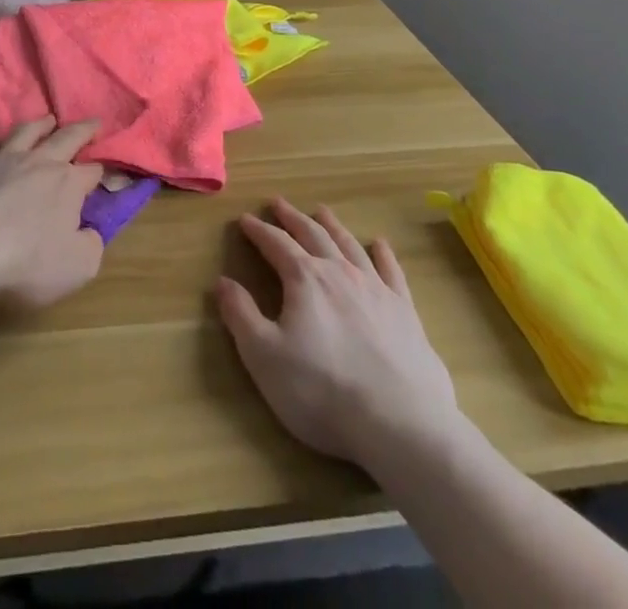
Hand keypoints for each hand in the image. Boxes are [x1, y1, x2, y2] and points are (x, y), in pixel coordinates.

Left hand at [0, 117, 104, 309]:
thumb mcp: (78, 266)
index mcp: (69, 184)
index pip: (92, 171)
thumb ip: (91, 246)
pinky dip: (0, 140)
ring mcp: (5, 159)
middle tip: (94, 122)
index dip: (102, 170)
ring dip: (42, 124)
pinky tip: (1, 141)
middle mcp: (41, 162)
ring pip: (28, 131)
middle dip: (84, 130)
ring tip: (49, 119)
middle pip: (67, 138)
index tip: (106, 169)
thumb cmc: (27, 260)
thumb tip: (90, 232)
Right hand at [217, 199, 457, 463]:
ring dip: (332, 226)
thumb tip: (222, 281)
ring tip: (321, 211)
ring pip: (349, 245)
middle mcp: (339, 272)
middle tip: (279, 202)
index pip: (276, 244)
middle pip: (312, 234)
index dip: (258, 230)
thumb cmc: (322, 391)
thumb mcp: (264, 357)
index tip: (245, 219)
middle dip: (292, 218)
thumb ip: (241, 315)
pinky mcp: (405, 311)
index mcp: (304, 279)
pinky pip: (392, 271)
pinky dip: (383, 253)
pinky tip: (380, 244)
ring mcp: (376, 289)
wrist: (400, 424)